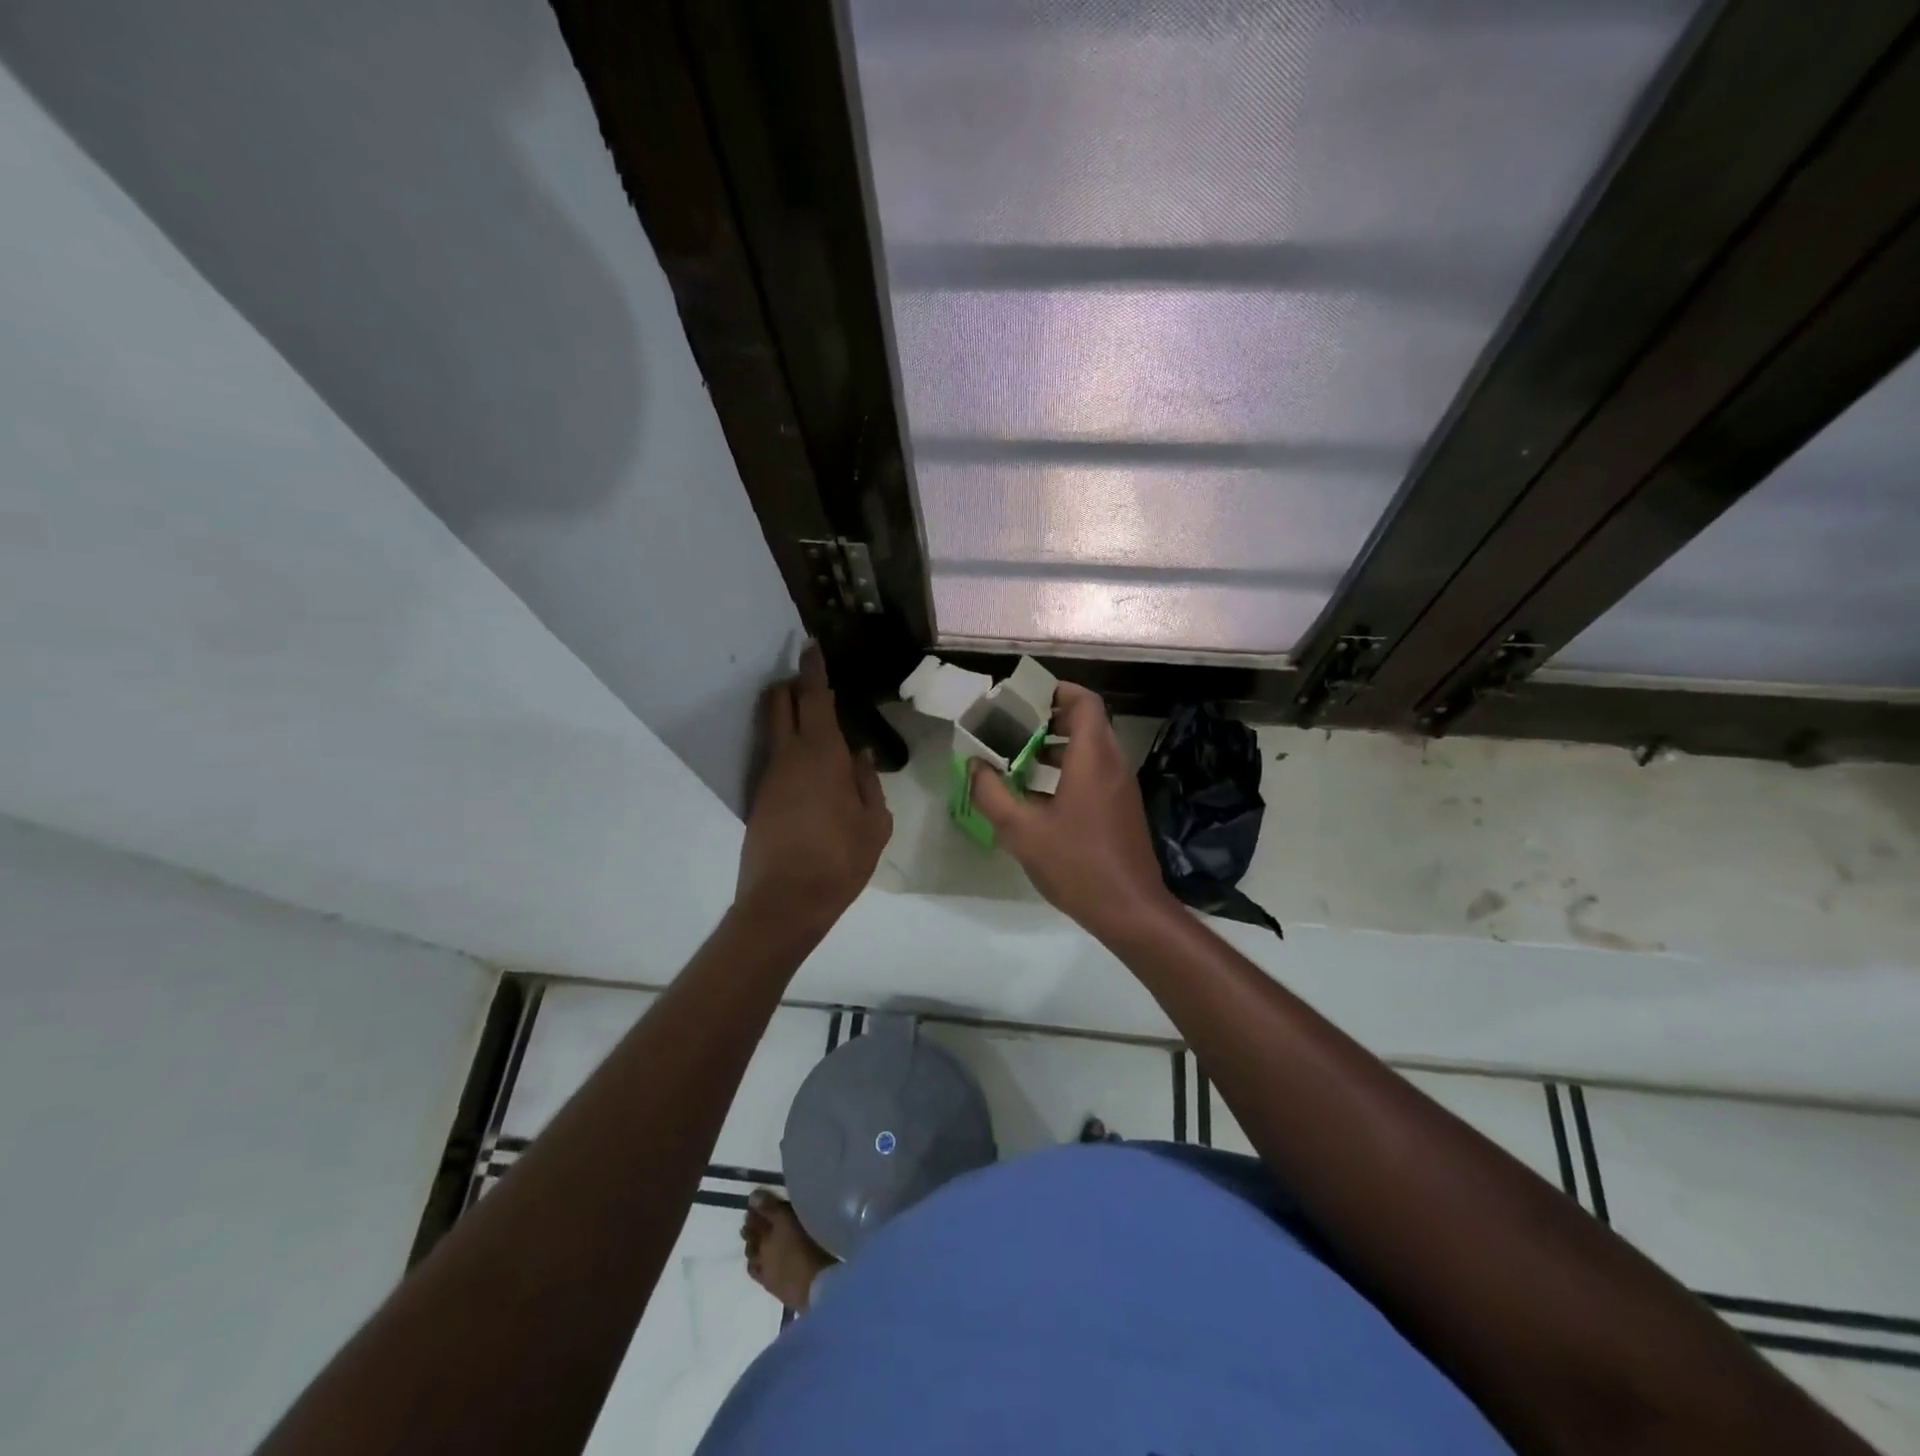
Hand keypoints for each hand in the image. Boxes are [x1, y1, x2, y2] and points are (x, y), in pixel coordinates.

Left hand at [736, 644, 892, 930]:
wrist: (785, 902)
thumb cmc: (840, 859)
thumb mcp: (874, 824)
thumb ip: (868, 783)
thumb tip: (860, 756)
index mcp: (821, 754)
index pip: (813, 698)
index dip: (812, 669)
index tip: (810, 647)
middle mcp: (789, 756)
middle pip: (780, 704)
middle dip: (790, 685)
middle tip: (807, 679)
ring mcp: (769, 777)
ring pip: (774, 730)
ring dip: (789, 716)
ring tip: (814, 723)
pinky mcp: (759, 799)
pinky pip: (775, 758)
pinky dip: (789, 748)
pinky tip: (810, 767)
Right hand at [969, 683, 1177, 937]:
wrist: (1129, 910)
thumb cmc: (1076, 864)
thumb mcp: (1021, 831)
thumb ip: (991, 794)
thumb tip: (973, 765)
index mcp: (1093, 758)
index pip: (1085, 702)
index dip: (1057, 691)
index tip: (1024, 698)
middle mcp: (1112, 764)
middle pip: (1086, 723)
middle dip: (1049, 720)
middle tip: (1012, 728)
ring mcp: (1120, 788)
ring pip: (1089, 750)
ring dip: (1056, 748)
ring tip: (1017, 759)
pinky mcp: (1120, 809)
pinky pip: (1094, 773)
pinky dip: (1067, 771)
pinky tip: (1036, 796)